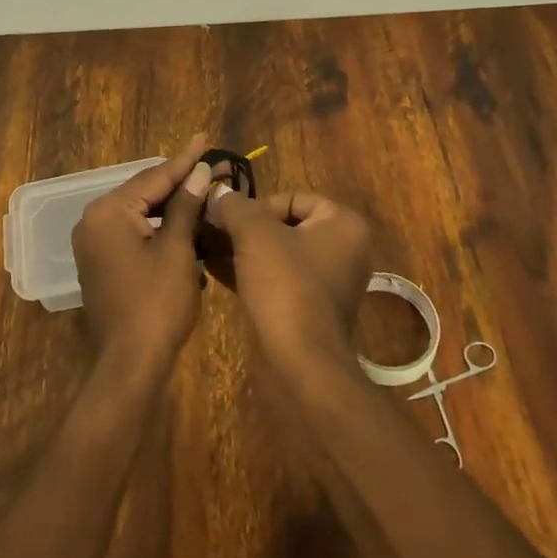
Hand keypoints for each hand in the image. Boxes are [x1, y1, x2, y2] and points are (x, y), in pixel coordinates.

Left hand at [71, 135, 212, 388]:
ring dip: (174, 203)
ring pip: (141, 210)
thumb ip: (186, 206)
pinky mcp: (102, 260)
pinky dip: (160, 224)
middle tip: (215, 165)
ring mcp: (95, 241)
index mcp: (109, 211)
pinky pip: (134, 230)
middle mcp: (94, 219)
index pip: (154, 177)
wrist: (130, 366)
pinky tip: (186, 217)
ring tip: (206, 185)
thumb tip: (199, 171)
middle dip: (182, 180)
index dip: (185, 160)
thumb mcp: (177, 250)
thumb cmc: (156, 305)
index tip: (205, 138)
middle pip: (146, 191)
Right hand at [207, 184, 371, 376]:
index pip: (293, 198)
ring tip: (211, 250)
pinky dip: (254, 273)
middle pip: (286, 225)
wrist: (302, 363)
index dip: (258, 206)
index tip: (231, 221)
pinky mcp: (314, 309)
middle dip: (248, 229)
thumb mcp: (254, 234)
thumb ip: (235, 207)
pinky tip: (219, 272)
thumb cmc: (285, 285)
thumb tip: (218, 194)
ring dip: (246, 251)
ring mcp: (332, 282)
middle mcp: (346, 249)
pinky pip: (281, 279)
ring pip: (280, 254)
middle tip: (216, 233)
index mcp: (344, 224)